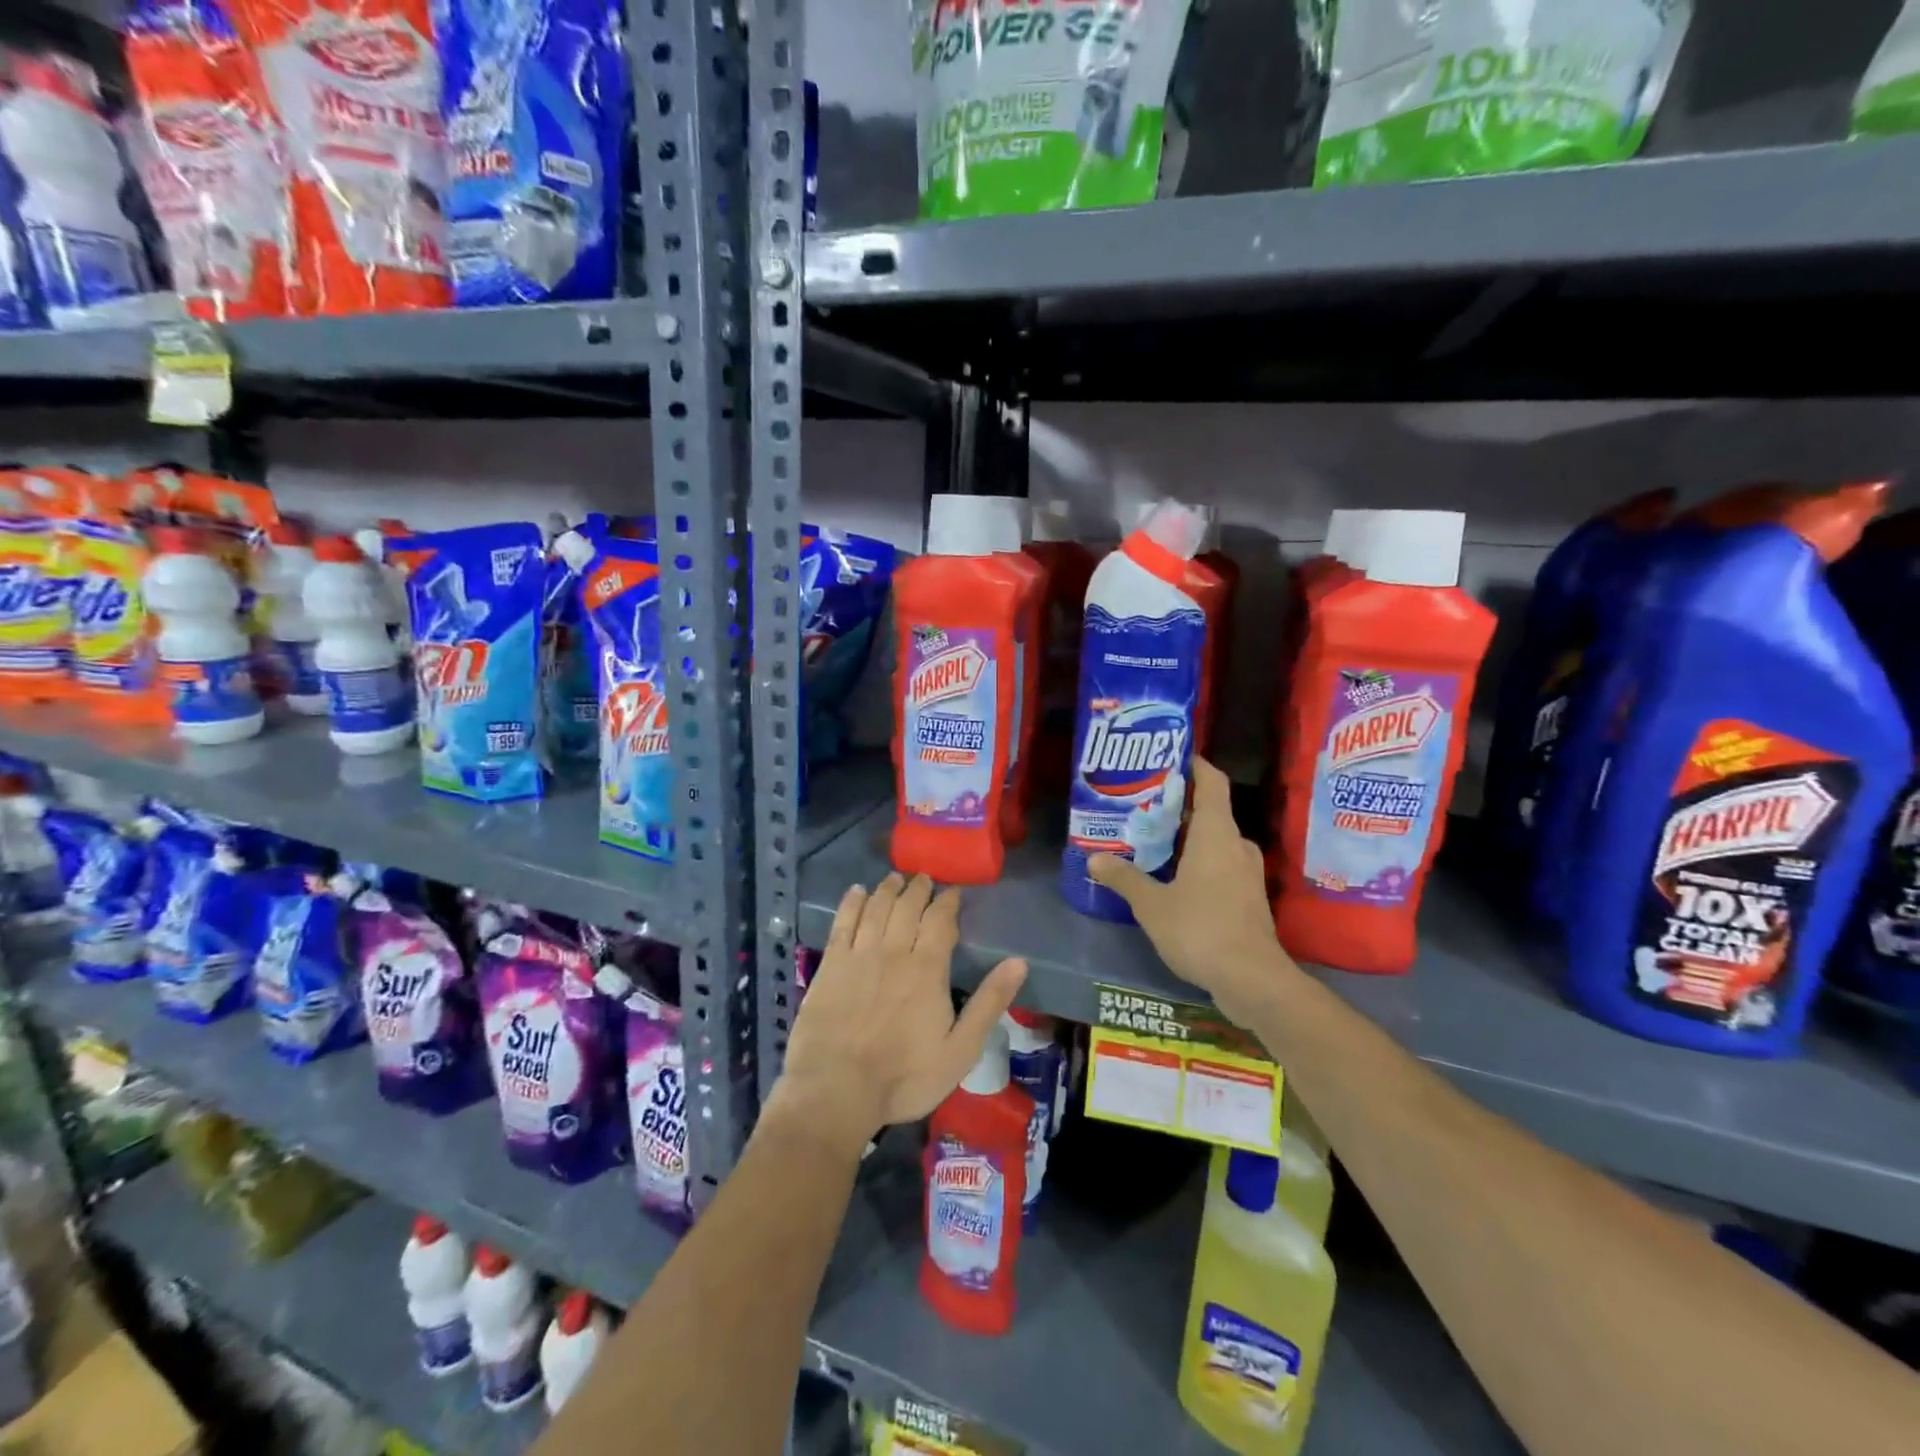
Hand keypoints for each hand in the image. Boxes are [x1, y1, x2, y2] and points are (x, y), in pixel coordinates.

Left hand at [770, 874, 1026, 1158]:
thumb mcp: (960, 1049)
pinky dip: (851, 903)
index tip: (953, 892)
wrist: (837, 1089)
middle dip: (918, 889)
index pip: (940, 921)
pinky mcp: (830, 965)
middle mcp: (894, 951)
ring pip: (877, 909)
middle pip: (907, 907)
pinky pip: (842, 923)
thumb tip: (1018, 962)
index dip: (947, 902)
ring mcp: (859, 955)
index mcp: (927, 969)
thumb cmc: (904, 1076)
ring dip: (888, 889)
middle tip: (923, 878)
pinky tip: (856, 892)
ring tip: (895, 877)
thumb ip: (989, 1003)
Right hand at [1088, 755, 1295, 1026]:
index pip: (1213, 783)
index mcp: (1216, 834)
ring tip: (1155, 840)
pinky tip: (1174, 878)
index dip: (1196, 765)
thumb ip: (1124, 879)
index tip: (1173, 756)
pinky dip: (1200, 862)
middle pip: (1211, 812)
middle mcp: (1237, 845)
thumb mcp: (1152, 905)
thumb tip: (1094, 860)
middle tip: (1146, 805)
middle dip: (1180, 806)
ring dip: (1190, 837)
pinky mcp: (1249, 898)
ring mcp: (1247, 873)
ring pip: (1217, 841)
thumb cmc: (1201, 929)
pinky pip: (1222, 865)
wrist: (1253, 980)